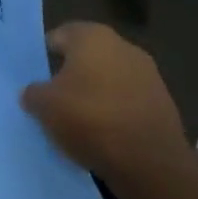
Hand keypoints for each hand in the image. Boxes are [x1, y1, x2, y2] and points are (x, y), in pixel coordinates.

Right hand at [21, 23, 186, 178]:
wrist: (151, 163)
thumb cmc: (90, 119)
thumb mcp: (45, 106)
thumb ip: (33, 92)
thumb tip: (34, 92)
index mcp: (91, 36)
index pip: (58, 37)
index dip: (44, 58)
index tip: (36, 80)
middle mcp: (122, 45)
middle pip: (86, 57)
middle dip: (71, 76)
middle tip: (54, 101)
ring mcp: (148, 73)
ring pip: (109, 79)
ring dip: (96, 94)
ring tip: (79, 123)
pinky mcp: (164, 102)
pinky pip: (128, 101)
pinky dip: (116, 112)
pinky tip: (106, 135)